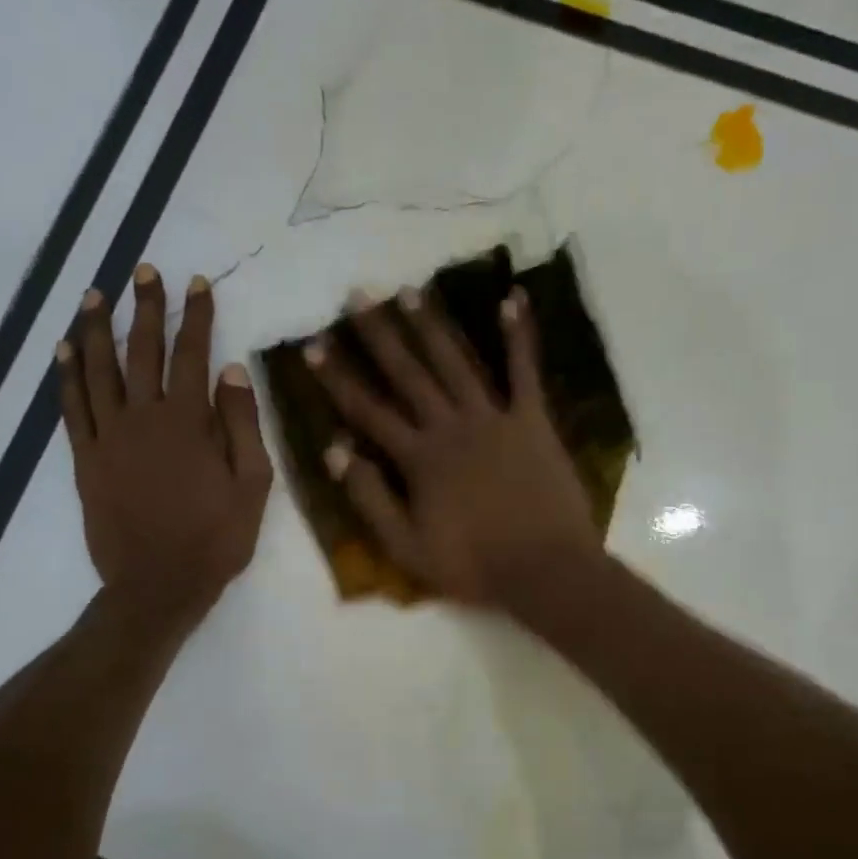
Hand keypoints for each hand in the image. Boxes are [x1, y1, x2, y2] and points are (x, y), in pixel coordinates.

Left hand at [57, 265, 272, 631]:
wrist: (158, 584)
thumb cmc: (215, 538)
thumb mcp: (251, 484)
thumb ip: (242, 425)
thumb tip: (233, 370)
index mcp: (188, 422)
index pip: (192, 354)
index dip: (195, 316)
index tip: (196, 282)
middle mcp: (143, 418)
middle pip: (141, 351)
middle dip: (144, 307)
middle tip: (142, 270)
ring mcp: (108, 437)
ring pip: (98, 370)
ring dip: (97, 328)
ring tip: (95, 294)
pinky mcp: (85, 459)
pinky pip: (71, 407)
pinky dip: (66, 375)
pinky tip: (64, 349)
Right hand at [307, 285, 601, 609]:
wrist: (544, 569)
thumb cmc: (473, 565)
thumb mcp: (406, 547)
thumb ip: (369, 498)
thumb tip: (334, 451)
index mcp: (418, 459)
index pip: (368, 410)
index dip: (338, 378)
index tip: (314, 344)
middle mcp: (451, 427)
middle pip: (408, 374)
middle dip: (380, 334)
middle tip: (358, 294)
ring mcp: (494, 419)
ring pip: (455, 363)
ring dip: (431, 325)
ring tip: (410, 289)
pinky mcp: (533, 421)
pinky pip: (524, 371)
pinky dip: (519, 335)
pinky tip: (512, 298)